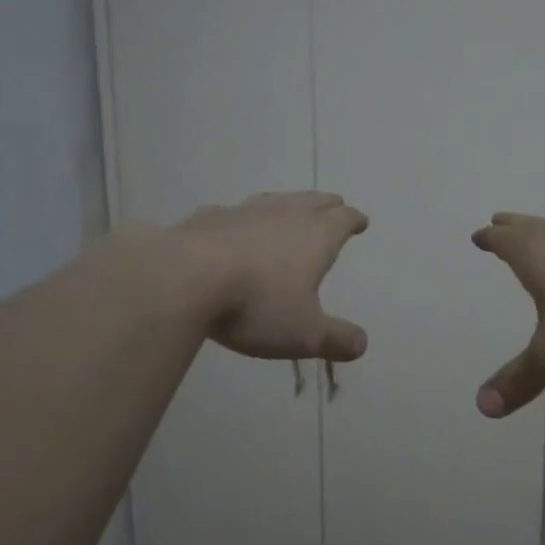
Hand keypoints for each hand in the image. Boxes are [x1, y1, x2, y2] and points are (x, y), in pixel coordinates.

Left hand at [176, 192, 369, 361]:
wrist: (184, 279)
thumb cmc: (257, 305)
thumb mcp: (304, 334)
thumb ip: (335, 338)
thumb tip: (361, 344)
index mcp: (316, 237)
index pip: (343, 220)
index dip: (354, 220)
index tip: (360, 221)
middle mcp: (284, 214)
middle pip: (312, 201)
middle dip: (326, 205)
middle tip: (333, 206)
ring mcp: (243, 212)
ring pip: (274, 200)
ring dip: (287, 204)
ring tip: (290, 208)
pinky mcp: (206, 218)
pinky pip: (231, 213)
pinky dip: (240, 219)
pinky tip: (232, 226)